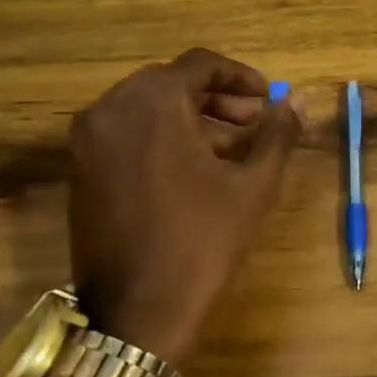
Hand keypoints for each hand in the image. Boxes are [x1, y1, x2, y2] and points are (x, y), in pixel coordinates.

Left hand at [67, 48, 299, 364]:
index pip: (200, 65)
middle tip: (253, 124)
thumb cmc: (203, 241)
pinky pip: (126, 132)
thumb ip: (277, 134)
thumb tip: (297, 101)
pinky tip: (194, 168)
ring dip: (191, 118)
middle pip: (171, 82)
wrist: (137, 312)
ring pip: (147, 108)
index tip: (268, 99)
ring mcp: (88, 140)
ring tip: (231, 150)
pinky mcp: (80, 169)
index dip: (241, 76)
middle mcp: (110, 110)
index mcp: (152, 104)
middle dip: (218, 99)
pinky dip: (162, 136)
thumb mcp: (253, 185)